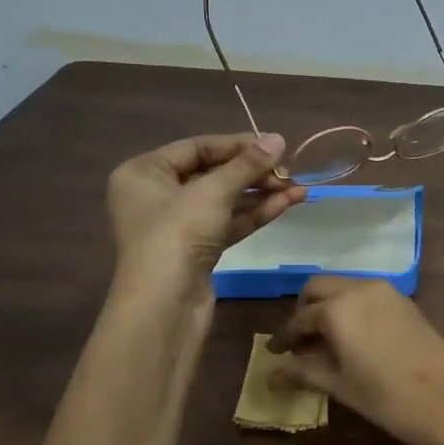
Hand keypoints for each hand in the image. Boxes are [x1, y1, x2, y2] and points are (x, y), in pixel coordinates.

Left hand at [106, 133, 304, 297]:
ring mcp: (177, 226)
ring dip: (261, 194)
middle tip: (289, 172)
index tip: (274, 145)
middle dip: (253, 173)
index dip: (237, 145)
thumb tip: (278, 138)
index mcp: (144, 172)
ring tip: (299, 188)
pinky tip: (286, 204)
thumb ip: (247, 165)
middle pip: (212, 174)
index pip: (196, 147)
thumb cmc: (176, 234)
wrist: (164, 306)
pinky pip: (228, 223)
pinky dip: (254, 214)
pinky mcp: (196, 250)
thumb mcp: (213, 192)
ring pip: (224, 201)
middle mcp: (156, 195)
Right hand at [266, 277, 443, 444]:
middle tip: (299, 341)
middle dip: (304, 310)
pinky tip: (353, 338)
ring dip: (329, 306)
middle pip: (320, 288)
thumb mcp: (341, 386)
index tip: (274, 354)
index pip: (300, 318)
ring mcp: (387, 292)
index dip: (284, 337)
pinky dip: (352, 308)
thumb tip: (271, 375)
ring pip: (345, 287)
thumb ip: (304, 372)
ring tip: (325, 342)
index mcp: (338, 309)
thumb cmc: (388, 399)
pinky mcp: (405, 302)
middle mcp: (360, 289)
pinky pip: (367, 295)